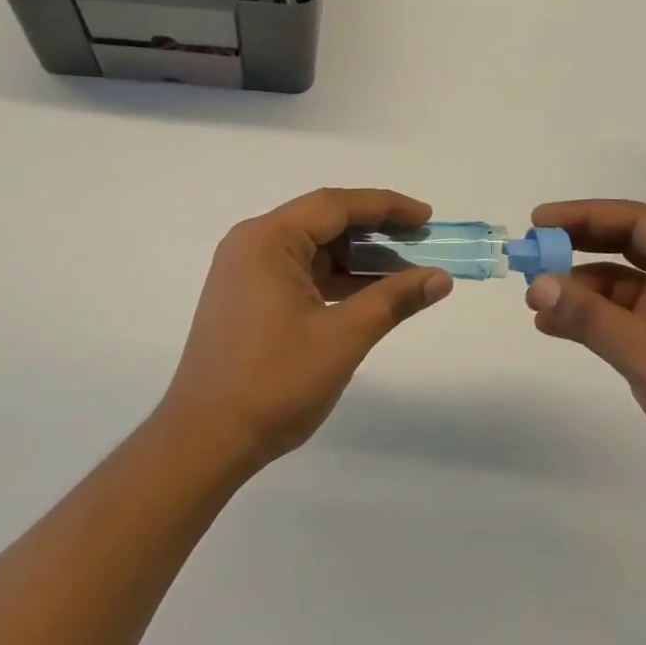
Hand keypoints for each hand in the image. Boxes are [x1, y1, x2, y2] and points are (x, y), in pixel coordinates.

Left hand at [157, 188, 453, 471]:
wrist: (205, 439)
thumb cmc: (275, 381)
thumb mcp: (343, 337)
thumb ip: (393, 300)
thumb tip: (440, 278)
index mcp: (267, 239)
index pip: (336, 205)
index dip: (386, 206)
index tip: (426, 218)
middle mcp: (251, 244)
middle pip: (322, 222)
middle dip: (374, 231)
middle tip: (420, 242)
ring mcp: (244, 272)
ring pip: (311, 250)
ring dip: (355, 258)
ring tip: (403, 270)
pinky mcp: (245, 299)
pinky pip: (298, 273)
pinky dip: (333, 279)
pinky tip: (367, 294)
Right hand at [526, 200, 645, 525]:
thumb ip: (591, 318)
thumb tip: (536, 285)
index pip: (636, 221)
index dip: (584, 216)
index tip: (537, 222)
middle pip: (626, 245)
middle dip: (577, 248)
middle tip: (529, 253)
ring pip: (620, 284)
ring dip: (578, 288)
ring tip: (534, 299)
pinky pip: (622, 319)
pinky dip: (589, 319)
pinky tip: (553, 326)